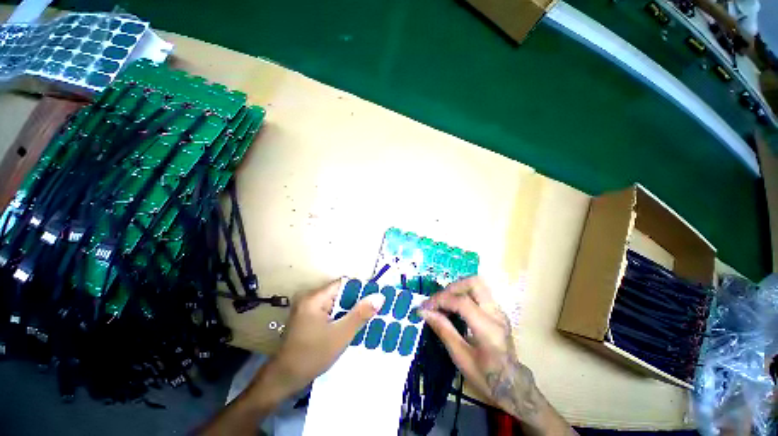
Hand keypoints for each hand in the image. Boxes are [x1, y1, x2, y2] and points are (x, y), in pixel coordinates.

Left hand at [264, 278, 385, 397]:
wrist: (284, 380)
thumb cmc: (311, 356)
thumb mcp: (340, 335)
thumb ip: (360, 314)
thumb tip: (379, 296)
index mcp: (315, 298)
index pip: (343, 284)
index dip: (361, 289)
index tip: (376, 296)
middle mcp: (311, 298)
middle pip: (340, 293)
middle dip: (357, 301)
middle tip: (376, 307)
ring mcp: (308, 309)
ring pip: (336, 303)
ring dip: (350, 310)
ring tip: (369, 315)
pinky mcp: (309, 319)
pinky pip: (331, 312)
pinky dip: (342, 317)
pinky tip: (353, 324)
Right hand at [419, 277, 575, 435]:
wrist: (512, 387)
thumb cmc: (486, 377)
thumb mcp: (460, 357)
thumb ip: (443, 330)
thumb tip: (424, 312)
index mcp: (488, 329)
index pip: (462, 301)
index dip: (440, 300)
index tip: (425, 306)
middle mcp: (496, 314)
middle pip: (474, 283)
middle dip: (452, 288)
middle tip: (438, 301)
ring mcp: (499, 311)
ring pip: (477, 285)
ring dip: (457, 289)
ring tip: (444, 303)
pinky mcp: (497, 311)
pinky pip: (478, 293)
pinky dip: (463, 294)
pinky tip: (454, 307)